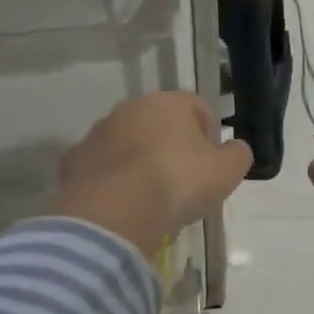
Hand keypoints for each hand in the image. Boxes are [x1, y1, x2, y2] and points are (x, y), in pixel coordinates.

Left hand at [48, 93, 252, 256]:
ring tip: (148, 195)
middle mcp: (131, 108)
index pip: (197, 107)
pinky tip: (120, 203)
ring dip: (137, 159)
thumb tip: (236, 148)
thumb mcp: (226, 172)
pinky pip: (100, 165)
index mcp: (169, 103)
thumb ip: (238, 155)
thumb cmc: (178, 183)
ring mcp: (99, 132)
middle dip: (170, 144)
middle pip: (159, 121)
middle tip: (180, 179)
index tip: (211, 163)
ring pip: (126, 141)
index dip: (209, 133)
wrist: (115, 210)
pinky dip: (110, 178)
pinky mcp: (75, 159)